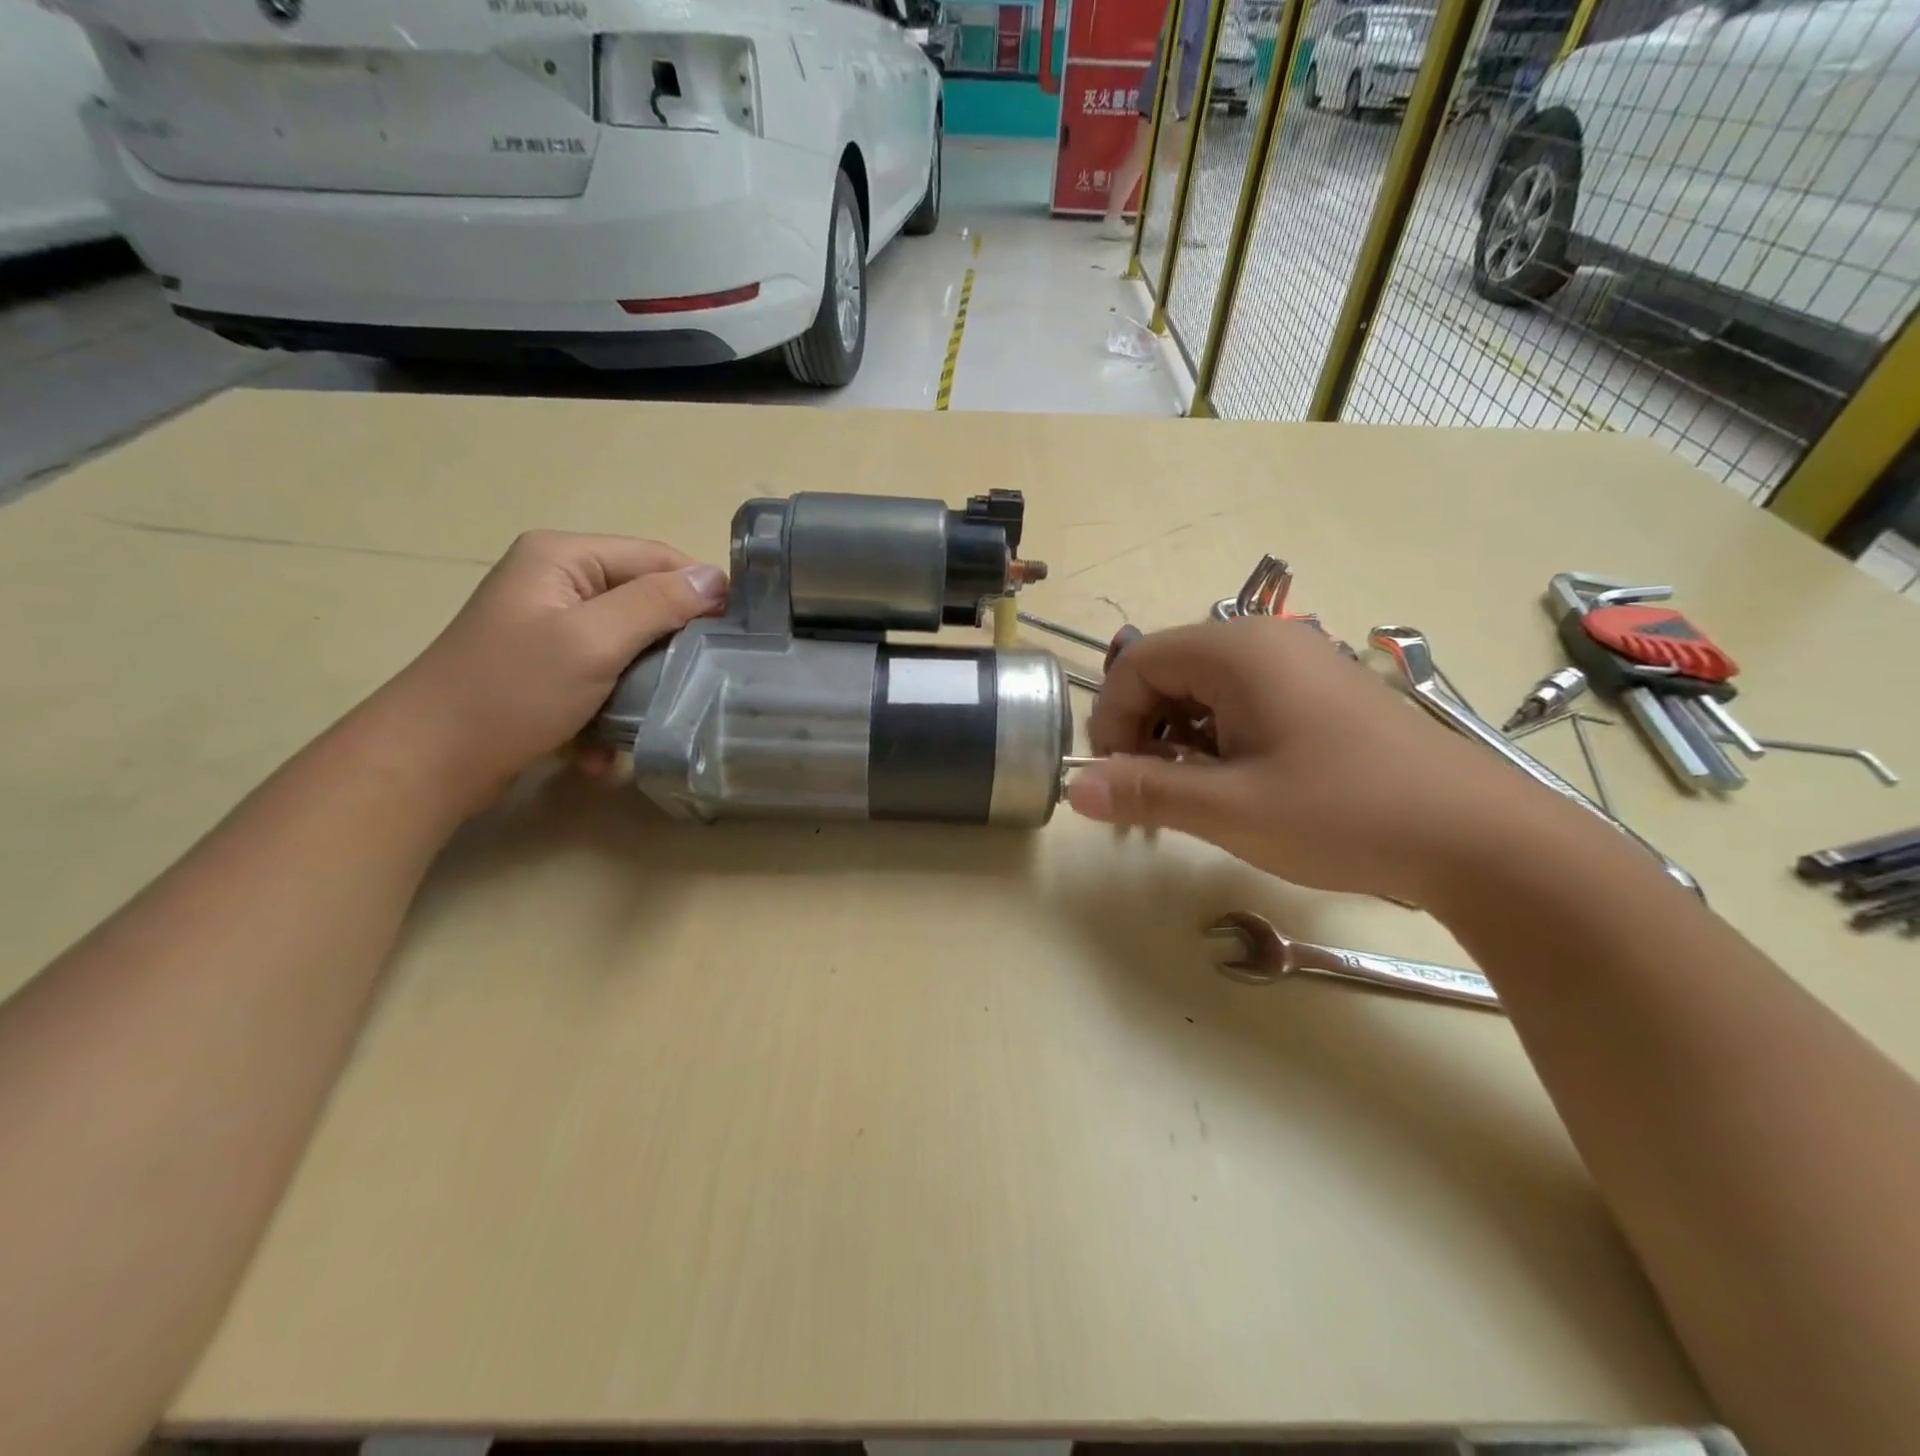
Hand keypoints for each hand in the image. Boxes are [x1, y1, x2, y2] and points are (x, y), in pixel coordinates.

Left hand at [368, 531, 725, 815]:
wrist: (429, 763)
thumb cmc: (512, 692)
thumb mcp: (592, 641)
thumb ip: (657, 603)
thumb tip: (717, 578)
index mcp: (563, 557)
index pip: (656, 557)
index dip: (700, 590)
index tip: (738, 635)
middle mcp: (556, 583)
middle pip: (644, 602)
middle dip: (671, 647)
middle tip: (700, 682)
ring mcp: (549, 628)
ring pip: (628, 646)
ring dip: (641, 686)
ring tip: (650, 717)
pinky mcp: (546, 669)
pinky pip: (602, 677)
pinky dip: (610, 709)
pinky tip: (603, 745)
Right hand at [1068, 617, 1555, 902]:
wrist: (1477, 838)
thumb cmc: (1344, 813)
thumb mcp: (1231, 809)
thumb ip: (1146, 791)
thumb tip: (1074, 788)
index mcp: (1237, 650)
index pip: (1135, 663)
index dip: (1112, 720)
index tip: (1120, 779)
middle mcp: (1264, 641)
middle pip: (1166, 672)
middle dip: (1145, 731)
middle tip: (1155, 794)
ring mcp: (1296, 663)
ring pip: (1202, 690)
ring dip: (1181, 740)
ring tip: (1198, 796)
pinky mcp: (1318, 692)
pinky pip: (1242, 702)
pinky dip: (1219, 739)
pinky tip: (1239, 785)